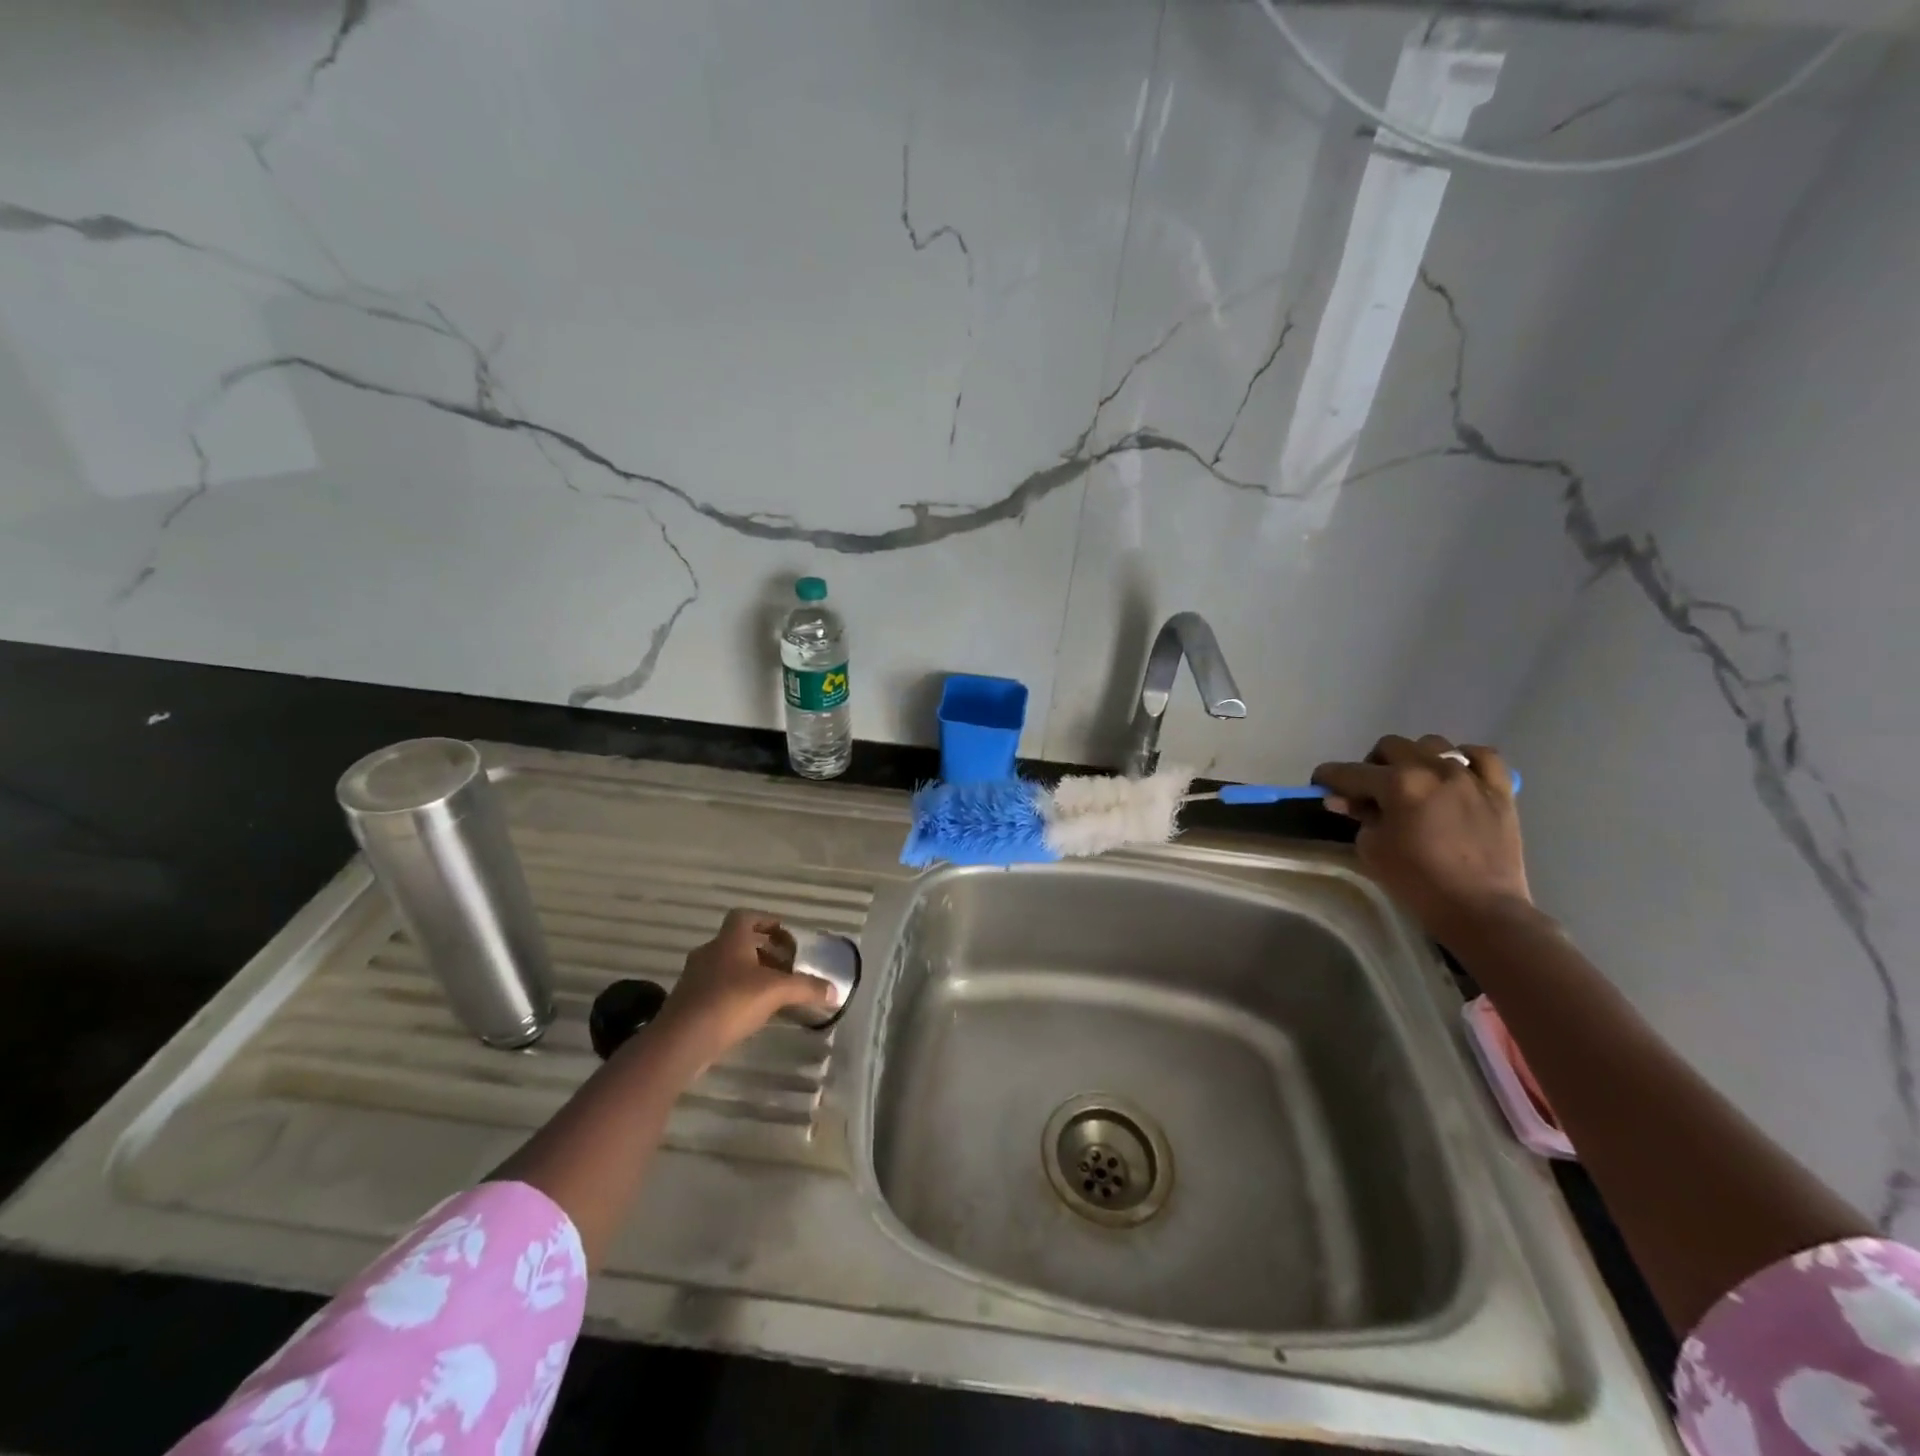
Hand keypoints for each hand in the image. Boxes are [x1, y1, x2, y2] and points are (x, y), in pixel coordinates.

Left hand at [652, 909, 836, 1064]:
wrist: (680, 1041)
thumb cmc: (730, 1002)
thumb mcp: (776, 992)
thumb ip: (806, 988)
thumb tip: (836, 991)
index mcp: (730, 940)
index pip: (745, 916)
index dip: (766, 921)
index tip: (785, 935)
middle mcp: (710, 952)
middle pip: (739, 942)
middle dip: (764, 951)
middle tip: (786, 966)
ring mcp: (695, 977)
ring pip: (727, 965)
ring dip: (750, 972)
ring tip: (773, 991)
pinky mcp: (688, 1002)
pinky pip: (717, 987)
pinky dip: (735, 992)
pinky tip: (751, 1012)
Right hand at [1312, 734, 1532, 942]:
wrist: (1481, 910)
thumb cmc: (1417, 882)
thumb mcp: (1372, 849)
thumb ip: (1359, 816)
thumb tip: (1344, 799)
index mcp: (1398, 784)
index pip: (1349, 771)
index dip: (1328, 777)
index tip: (1320, 784)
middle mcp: (1433, 769)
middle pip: (1390, 746)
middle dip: (1372, 764)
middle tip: (1370, 791)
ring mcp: (1470, 777)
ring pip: (1433, 744)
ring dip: (1414, 759)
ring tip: (1414, 784)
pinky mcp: (1500, 790)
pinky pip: (1482, 756)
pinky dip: (1464, 760)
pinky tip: (1455, 775)